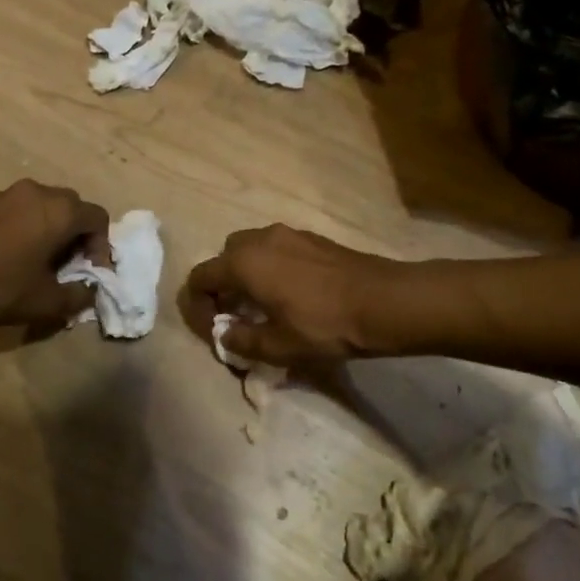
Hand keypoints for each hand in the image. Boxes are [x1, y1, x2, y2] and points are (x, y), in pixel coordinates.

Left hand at [0, 180, 108, 329]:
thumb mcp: (46, 302)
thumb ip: (78, 296)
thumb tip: (89, 291)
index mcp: (61, 210)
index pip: (99, 219)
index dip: (102, 248)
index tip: (90, 275)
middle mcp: (39, 192)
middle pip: (73, 209)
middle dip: (78, 238)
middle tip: (69, 269)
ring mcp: (9, 194)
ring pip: (46, 208)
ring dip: (53, 232)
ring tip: (41, 265)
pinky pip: (22, 211)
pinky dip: (29, 229)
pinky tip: (14, 257)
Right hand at [181, 224, 405, 367]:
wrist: (381, 301)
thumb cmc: (323, 325)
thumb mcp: (278, 346)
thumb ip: (241, 341)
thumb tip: (224, 335)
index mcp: (243, 263)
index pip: (200, 277)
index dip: (198, 305)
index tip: (212, 329)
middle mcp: (259, 239)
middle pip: (224, 257)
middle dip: (223, 285)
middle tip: (236, 315)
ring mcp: (288, 234)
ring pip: (252, 249)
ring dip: (247, 273)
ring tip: (263, 304)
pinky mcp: (312, 238)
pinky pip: (277, 248)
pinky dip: (271, 266)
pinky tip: (292, 293)